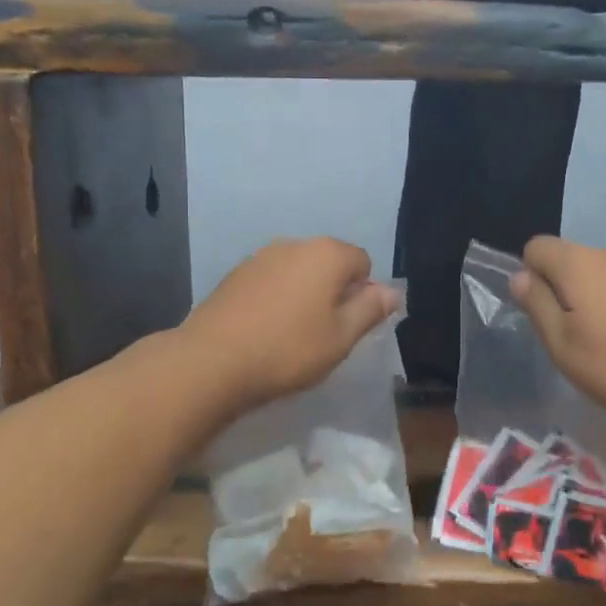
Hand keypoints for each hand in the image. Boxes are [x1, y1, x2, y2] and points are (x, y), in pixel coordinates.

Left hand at [178, 238, 399, 413]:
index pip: (362, 261)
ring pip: (298, 271)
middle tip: (324, 333)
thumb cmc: (288, 350)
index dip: (363, 293)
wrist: (211, 361)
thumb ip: (370, 309)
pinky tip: (264, 329)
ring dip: (304, 294)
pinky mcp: (234, 274)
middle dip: (333, 291)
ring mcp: (260, 257)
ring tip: (292, 334)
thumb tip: (393, 291)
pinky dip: (276, 298)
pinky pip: (271, 280)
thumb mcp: (341, 337)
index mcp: (326, 254)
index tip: (349, 326)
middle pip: (329, 262)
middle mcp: (294, 244)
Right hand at [510, 236, 605, 433]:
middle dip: (562, 288)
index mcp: (579, 262)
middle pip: (570, 259)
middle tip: (570, 334)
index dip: (530, 276)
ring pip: (600, 273)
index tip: (542, 313)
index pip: (537, 247)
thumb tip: (521, 276)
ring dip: (592, 297)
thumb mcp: (560, 341)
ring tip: (603, 340)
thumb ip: (536, 303)